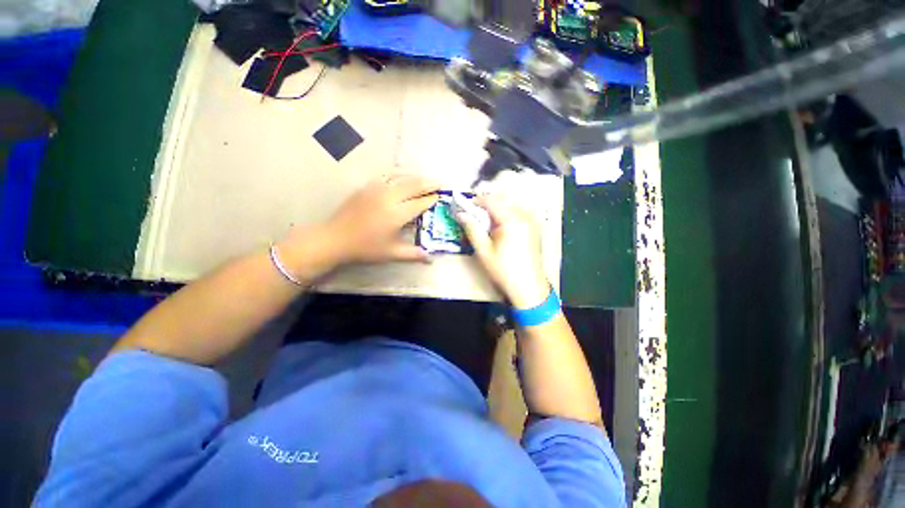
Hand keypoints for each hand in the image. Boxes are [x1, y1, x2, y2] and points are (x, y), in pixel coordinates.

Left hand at [323, 174, 439, 264]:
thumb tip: (431, 258)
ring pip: (401, 178)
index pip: (419, 203)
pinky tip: (402, 177)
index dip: (431, 200)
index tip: (440, 197)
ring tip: (425, 179)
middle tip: (440, 183)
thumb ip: (413, 254)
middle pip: (413, 186)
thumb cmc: (365, 248)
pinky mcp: (367, 187)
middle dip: (428, 184)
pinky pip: (387, 176)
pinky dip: (399, 176)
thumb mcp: (391, 253)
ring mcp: (376, 189)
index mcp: (396, 214)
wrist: (335, 239)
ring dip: (415, 178)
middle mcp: (388, 197)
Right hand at [457, 195, 549, 307]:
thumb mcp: (483, 250)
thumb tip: (461, 215)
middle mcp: (524, 216)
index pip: (491, 200)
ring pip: (510, 204)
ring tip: (486, 222)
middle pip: (501, 199)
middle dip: (486, 204)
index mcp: (511, 220)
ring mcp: (532, 220)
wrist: (528, 287)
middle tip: (474, 215)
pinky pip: (518, 211)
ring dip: (496, 208)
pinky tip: (500, 226)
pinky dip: (507, 213)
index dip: (475, 201)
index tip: (464, 207)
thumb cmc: (505, 270)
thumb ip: (472, 229)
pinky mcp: (534, 227)